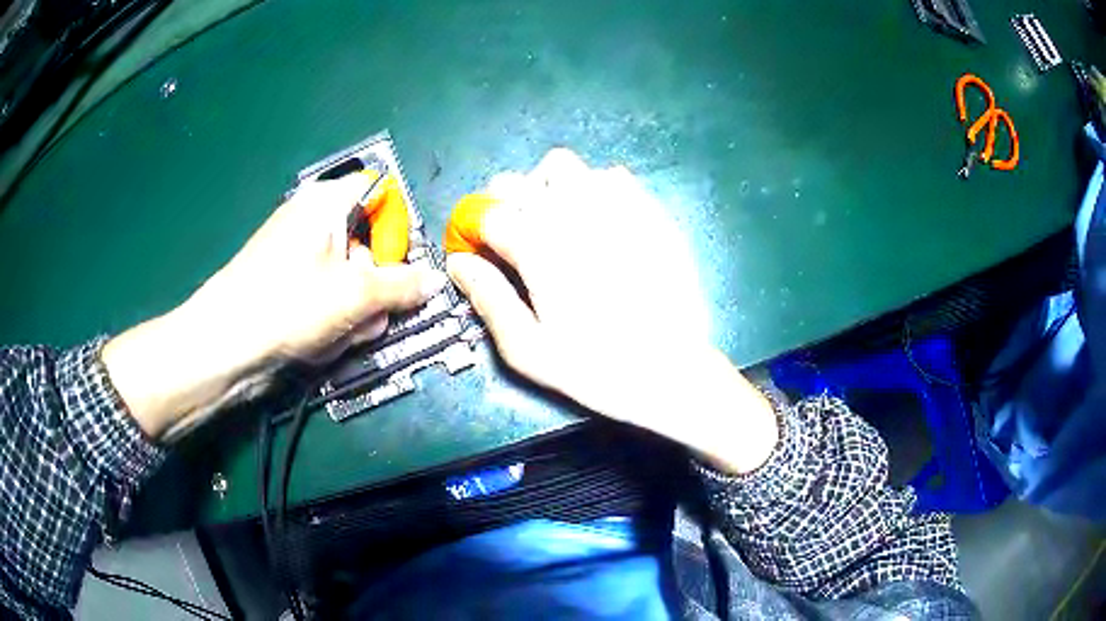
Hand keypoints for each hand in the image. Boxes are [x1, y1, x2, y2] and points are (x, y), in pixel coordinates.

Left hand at [103, 175, 446, 440]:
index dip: (397, 228)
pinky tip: (323, 340)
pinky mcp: (287, 284)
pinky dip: (333, 317)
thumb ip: (403, 285)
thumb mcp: (356, 295)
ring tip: (342, 334)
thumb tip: (436, 281)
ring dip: (356, 309)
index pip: (381, 193)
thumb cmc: (288, 305)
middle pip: (366, 241)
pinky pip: (326, 294)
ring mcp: (297, 254)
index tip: (401, 263)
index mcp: (325, 201)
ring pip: (348, 276)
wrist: (225, 346)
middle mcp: (311, 219)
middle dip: (375, 283)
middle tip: (371, 314)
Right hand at [447, 149, 777, 473]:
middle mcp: (570, 212)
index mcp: (536, 246)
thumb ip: (488, 299)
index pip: (486, 213)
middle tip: (512, 235)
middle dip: (503, 203)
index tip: (480, 249)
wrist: (672, 370)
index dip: (474, 229)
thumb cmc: (595, 368)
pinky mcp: (648, 209)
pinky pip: (610, 176)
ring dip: (546, 186)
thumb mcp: (529, 350)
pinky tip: (600, 221)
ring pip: (563, 166)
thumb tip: (458, 264)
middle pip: (517, 181)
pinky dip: (593, 188)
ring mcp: (614, 205)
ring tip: (554, 219)